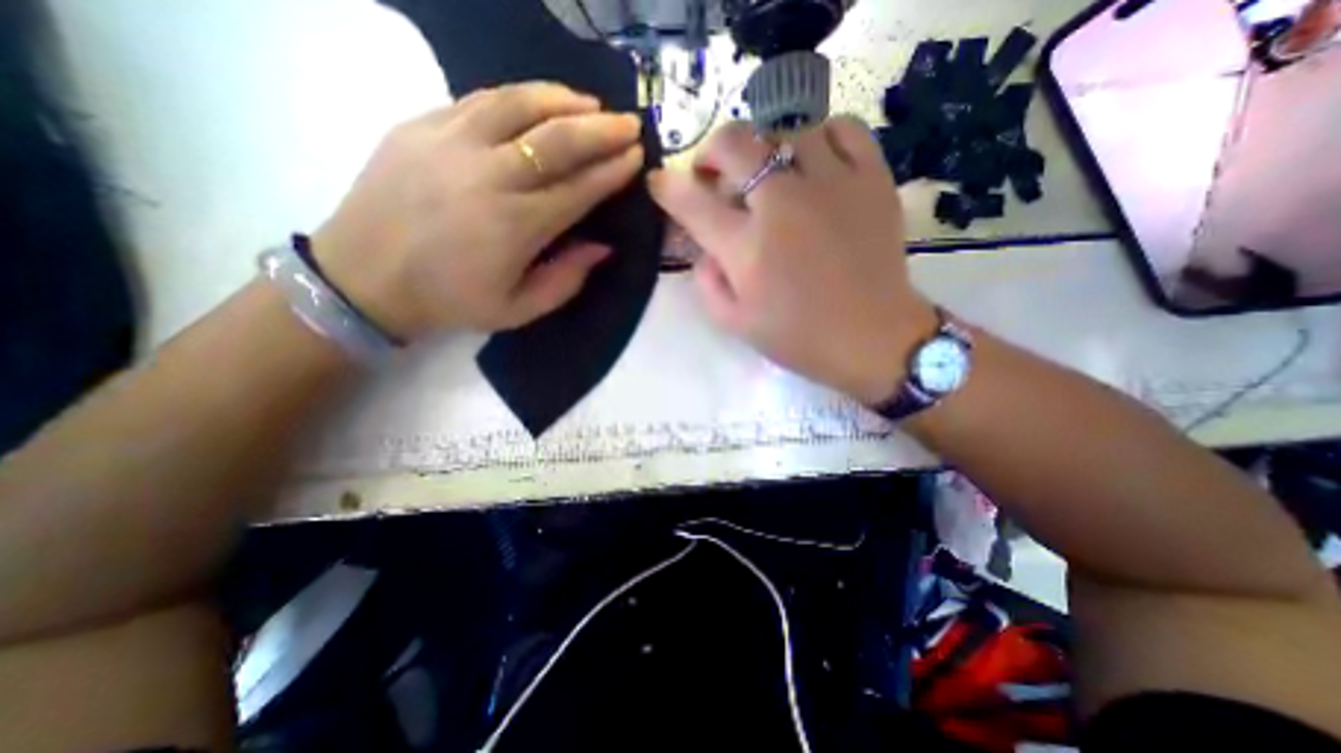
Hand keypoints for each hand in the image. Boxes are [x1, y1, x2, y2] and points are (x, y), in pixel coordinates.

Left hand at [318, 84, 646, 340]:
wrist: (365, 277)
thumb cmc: (451, 300)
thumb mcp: (519, 309)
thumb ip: (566, 280)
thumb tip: (603, 246)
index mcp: (515, 226)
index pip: (578, 189)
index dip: (612, 171)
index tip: (636, 157)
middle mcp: (489, 177)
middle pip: (557, 140)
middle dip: (601, 130)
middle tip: (629, 124)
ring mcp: (451, 143)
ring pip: (518, 105)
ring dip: (563, 101)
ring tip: (592, 105)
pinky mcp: (422, 126)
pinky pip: (480, 99)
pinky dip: (519, 97)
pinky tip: (540, 101)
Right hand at [648, 118, 934, 404]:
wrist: (872, 339)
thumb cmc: (799, 337)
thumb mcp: (735, 323)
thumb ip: (707, 282)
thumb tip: (704, 247)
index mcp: (747, 248)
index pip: (692, 202)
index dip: (667, 187)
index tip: (659, 183)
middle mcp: (784, 204)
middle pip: (734, 144)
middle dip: (710, 152)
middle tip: (713, 174)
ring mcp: (831, 184)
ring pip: (786, 130)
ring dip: (764, 149)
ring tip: (768, 175)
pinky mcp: (872, 179)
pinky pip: (843, 129)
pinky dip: (821, 137)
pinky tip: (815, 162)